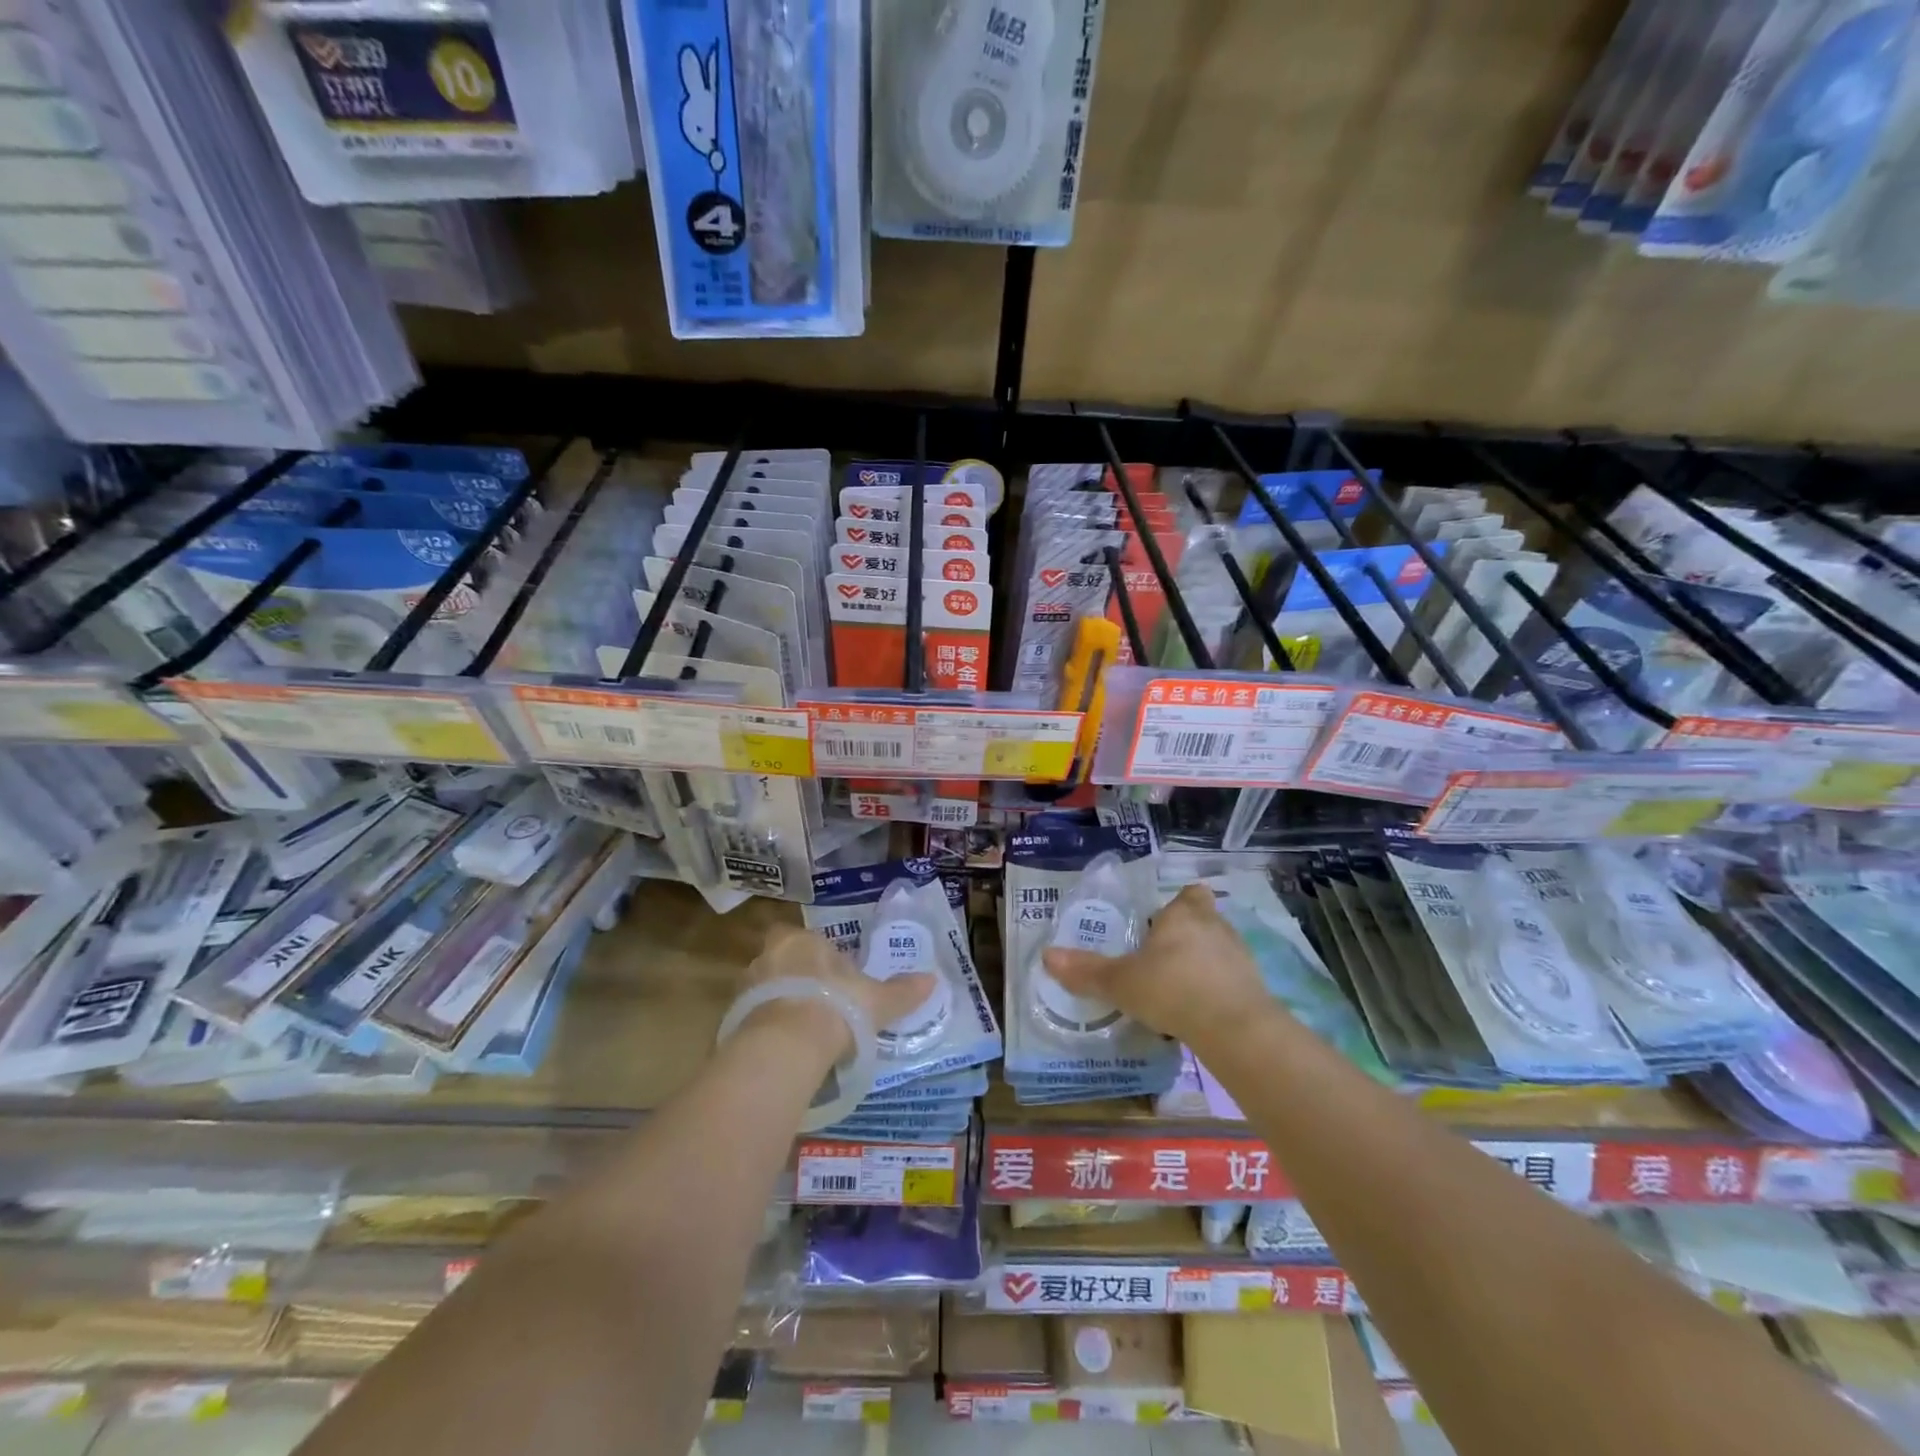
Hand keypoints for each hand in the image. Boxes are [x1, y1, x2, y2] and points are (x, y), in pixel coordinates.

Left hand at [739, 923, 937, 1063]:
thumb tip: (933, 980)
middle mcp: (769, 955)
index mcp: (802, 940)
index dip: (817, 957)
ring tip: (801, 1031)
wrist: (787, 1045)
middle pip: (781, 961)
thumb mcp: (878, 1000)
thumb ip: (902, 991)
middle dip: (795, 978)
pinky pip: (753, 1019)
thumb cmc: (836, 1007)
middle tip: (816, 1003)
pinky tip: (784, 1049)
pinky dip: (766, 1029)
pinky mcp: (732, 1019)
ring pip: (764, 990)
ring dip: (778, 1004)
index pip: (806, 939)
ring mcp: (746, 987)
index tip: (831, 978)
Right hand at [1042, 883, 1275, 1050]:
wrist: (1235, 1029)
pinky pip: (1231, 981)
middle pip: (1204, 920)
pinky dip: (1216, 991)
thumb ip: (1087, 971)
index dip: (1178, 905)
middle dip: (1186, 935)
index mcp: (1184, 915)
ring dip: (1202, 964)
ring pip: (1219, 950)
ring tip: (1177, 988)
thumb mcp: (1121, 982)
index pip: (1189, 894)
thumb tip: (1047, 956)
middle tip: (1160, 958)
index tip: (1162, 922)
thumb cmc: (1172, 989)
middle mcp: (1215, 927)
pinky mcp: (1255, 987)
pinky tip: (1198, 1013)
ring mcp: (1240, 957)